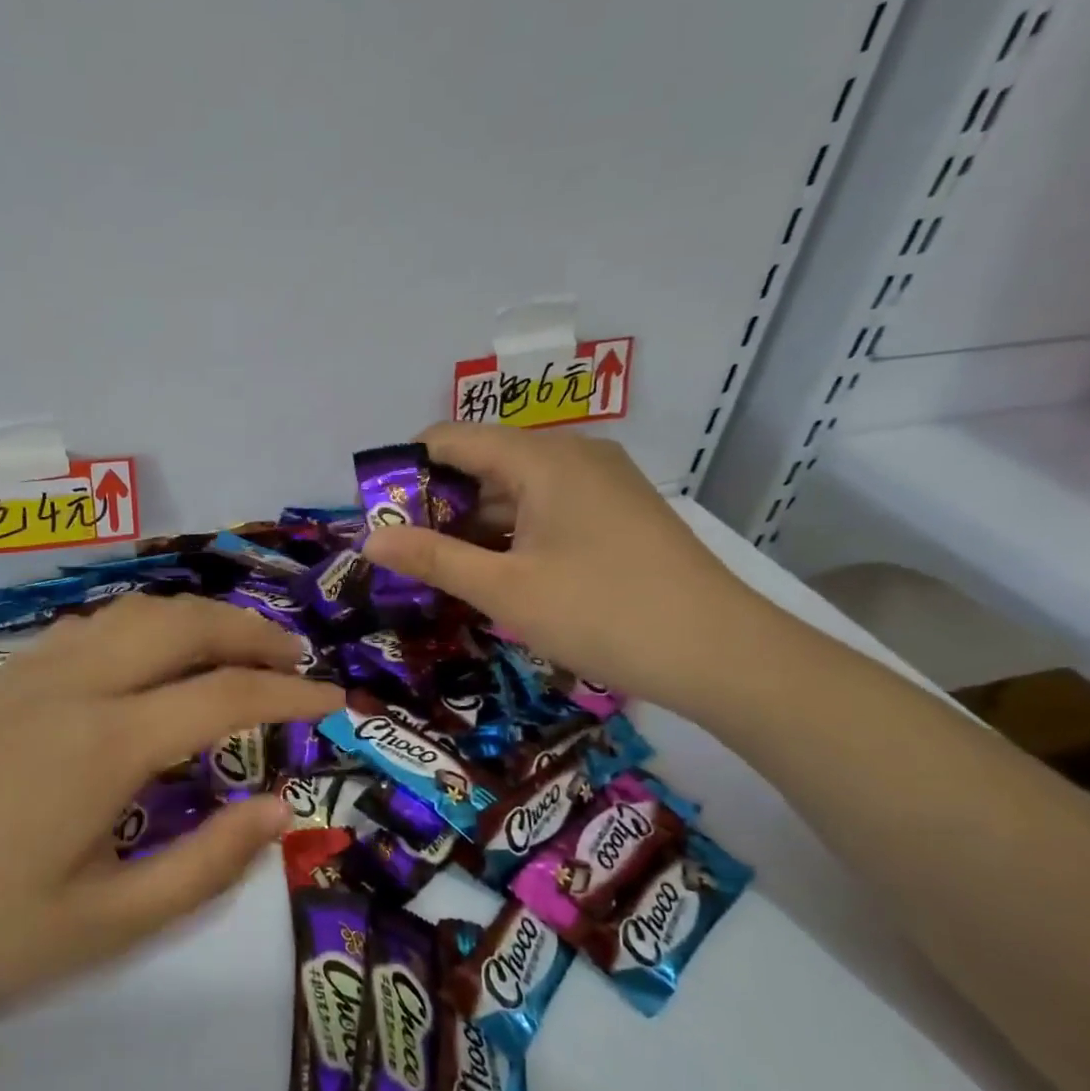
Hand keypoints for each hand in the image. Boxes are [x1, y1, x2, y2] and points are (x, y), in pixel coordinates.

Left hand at [0, 596, 343, 1036]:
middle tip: (296, 661)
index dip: (291, 696)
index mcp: (103, 743)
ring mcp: (26, 675)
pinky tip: (150, 662)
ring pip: (133, 614)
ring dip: (197, 621)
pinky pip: (89, 629)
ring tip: (236, 651)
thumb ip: (205, 865)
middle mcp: (70, 686)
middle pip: (182, 625)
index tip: (336, 703)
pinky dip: (143, 628)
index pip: (224, 696)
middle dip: (251, 633)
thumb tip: (278, 809)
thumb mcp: (105, 927)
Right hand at [361, 423, 758, 711]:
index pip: (452, 437)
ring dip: (475, 523)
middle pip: (484, 461)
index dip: (406, 469)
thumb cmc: (601, 613)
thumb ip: (433, 559)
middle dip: (438, 503)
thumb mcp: (505, 590)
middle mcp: (573, 455)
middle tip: (404, 554)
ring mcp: (602, 482)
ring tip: (442, 569)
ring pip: (516, 487)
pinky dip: (512, 532)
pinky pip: (547, 507)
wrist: (720, 653)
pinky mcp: (618, 512)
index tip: (378, 514)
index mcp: (542, 458)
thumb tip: (369, 539)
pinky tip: (497, 572)